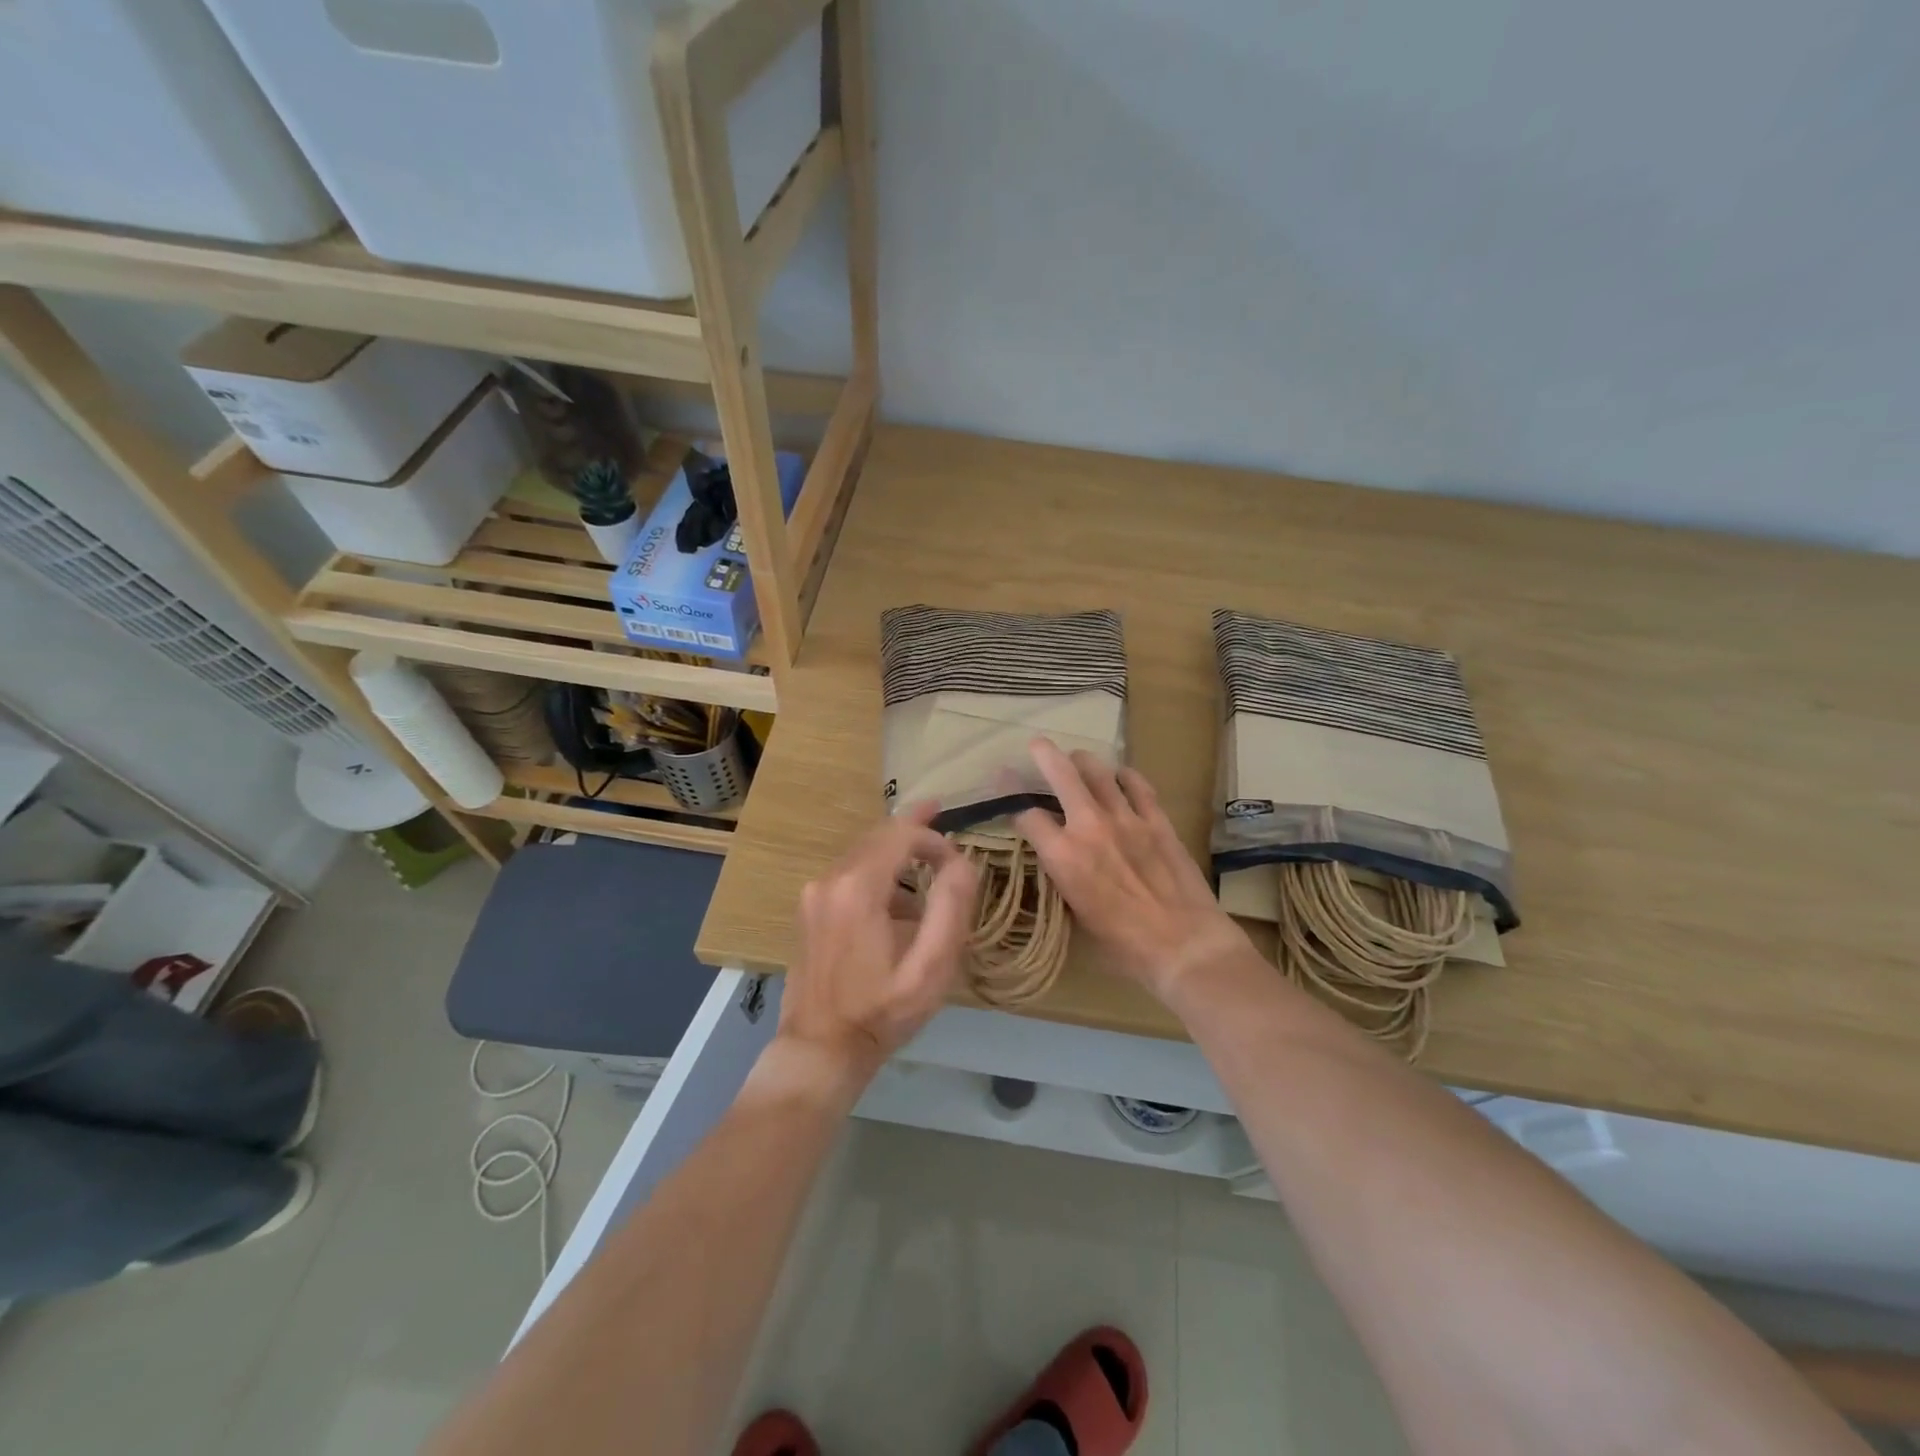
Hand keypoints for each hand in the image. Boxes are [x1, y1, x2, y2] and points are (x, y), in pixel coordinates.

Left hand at [773, 801, 978, 1088]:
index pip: (900, 834)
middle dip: (912, 829)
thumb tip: (962, 862)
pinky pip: (848, 873)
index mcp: (858, 888)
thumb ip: (951, 908)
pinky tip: (896, 902)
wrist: (820, 1049)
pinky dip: (876, 872)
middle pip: (877, 836)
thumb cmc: (881, 1012)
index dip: (933, 837)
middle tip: (941, 814)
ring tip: (927, 864)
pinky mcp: (809, 909)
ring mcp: (814, 894)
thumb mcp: (930, 968)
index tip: (957, 860)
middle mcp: (830, 879)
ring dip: (895, 853)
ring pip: (861, 852)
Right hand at [1014, 739, 1248, 1000]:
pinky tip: (1121, 777)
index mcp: (1063, 856)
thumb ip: (1062, 880)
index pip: (1027, 816)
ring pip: (1099, 771)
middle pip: (1061, 773)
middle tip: (1037, 745)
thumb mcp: (1075, 916)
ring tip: (1077, 759)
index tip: (1008, 800)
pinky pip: (1138, 786)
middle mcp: (1089, 827)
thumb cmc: (1123, 946)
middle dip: (1043, 755)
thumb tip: (1057, 862)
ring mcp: (1127, 819)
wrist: (1183, 945)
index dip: (1012, 805)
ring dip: (1083, 761)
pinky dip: (1125, 776)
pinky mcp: (1158, 821)